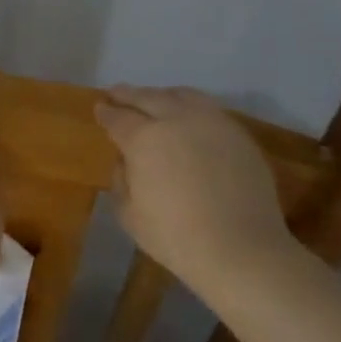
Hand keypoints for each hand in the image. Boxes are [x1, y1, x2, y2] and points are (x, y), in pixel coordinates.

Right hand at [94, 86, 298, 286]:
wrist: (241, 248)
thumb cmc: (175, 236)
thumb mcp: (129, 214)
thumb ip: (121, 180)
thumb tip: (126, 161)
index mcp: (143, 139)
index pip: (118, 118)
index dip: (106, 112)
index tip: (99, 108)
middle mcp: (176, 120)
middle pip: (148, 97)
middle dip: (128, 94)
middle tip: (117, 92)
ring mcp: (211, 123)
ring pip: (181, 96)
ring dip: (161, 94)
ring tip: (153, 98)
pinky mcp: (238, 134)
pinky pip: (208, 109)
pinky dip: (191, 105)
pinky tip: (188, 115)